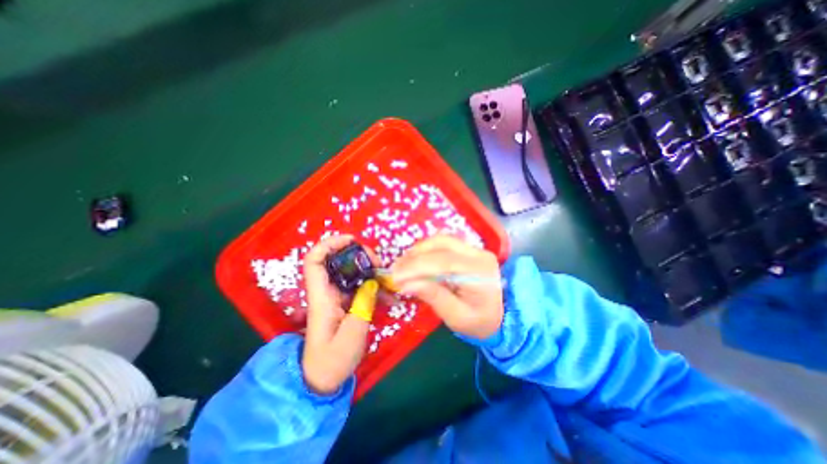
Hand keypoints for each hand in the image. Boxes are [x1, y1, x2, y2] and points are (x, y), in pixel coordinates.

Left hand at [303, 236, 375, 394]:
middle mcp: (327, 292)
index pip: (314, 261)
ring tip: (385, 276)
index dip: (329, 244)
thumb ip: (363, 305)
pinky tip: (388, 293)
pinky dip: (373, 285)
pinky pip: (359, 287)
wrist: (323, 380)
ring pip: (350, 272)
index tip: (351, 240)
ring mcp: (337, 298)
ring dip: (368, 269)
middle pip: (336, 261)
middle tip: (377, 262)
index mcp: (321, 297)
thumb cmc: (332, 360)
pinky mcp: (347, 304)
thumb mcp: (352, 334)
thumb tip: (371, 282)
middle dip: (358, 255)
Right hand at [390, 236, 503, 339]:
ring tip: (402, 266)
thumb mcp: (457, 317)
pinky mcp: (468, 249)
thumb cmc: (480, 322)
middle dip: (415, 256)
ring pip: (441, 240)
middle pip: (442, 244)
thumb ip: (434, 297)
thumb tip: (406, 284)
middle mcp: (479, 254)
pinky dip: (426, 250)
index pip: (444, 261)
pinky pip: (443, 244)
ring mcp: (474, 249)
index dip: (417, 266)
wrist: (502, 316)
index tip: (396, 276)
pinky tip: (415, 261)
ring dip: (418, 251)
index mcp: (480, 272)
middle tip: (396, 270)